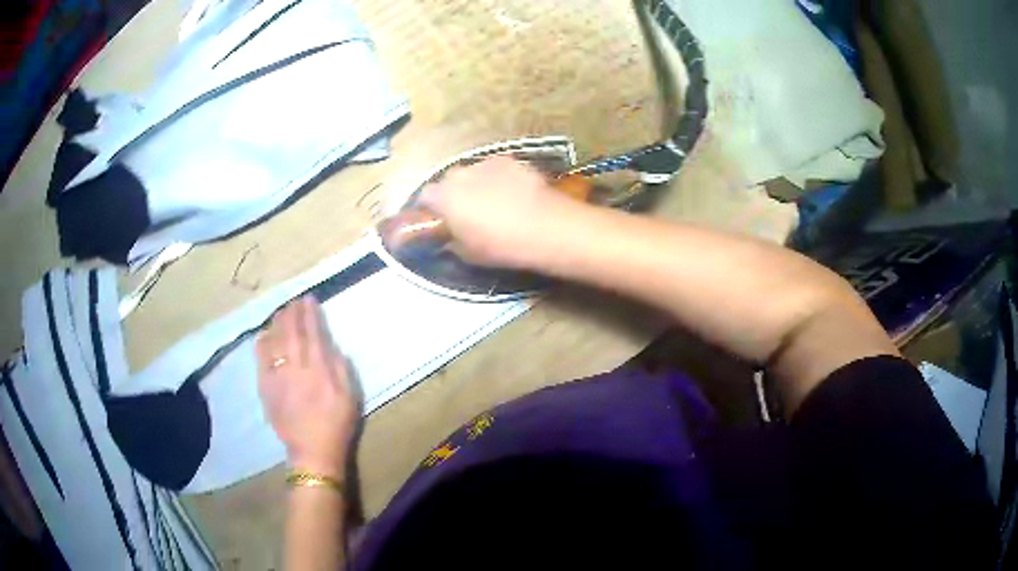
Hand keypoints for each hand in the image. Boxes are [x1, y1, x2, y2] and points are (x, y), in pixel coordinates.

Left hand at [256, 297, 357, 477]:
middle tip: (293, 301)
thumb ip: (341, 368)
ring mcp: (279, 376)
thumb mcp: (350, 396)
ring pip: (275, 341)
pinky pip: (261, 358)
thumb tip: (331, 346)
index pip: (314, 334)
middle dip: (292, 313)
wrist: (312, 450)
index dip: (311, 314)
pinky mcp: (266, 387)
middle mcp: (297, 368)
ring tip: (280, 312)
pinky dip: (263, 343)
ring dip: (277, 324)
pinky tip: (264, 335)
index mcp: (320, 370)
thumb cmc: (336, 424)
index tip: (309, 299)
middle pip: (292, 333)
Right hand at [418, 156, 578, 267]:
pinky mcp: (511, 160)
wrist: (545, 227)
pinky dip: (500, 179)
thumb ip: (452, 241)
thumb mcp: (468, 254)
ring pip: (474, 173)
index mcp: (444, 197)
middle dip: (454, 193)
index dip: (431, 208)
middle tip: (467, 213)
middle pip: (449, 180)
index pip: (425, 197)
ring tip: (494, 203)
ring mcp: (487, 163)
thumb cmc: (500, 245)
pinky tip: (514, 195)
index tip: (439, 220)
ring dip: (477, 184)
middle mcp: (460, 174)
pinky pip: (497, 169)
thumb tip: (449, 237)